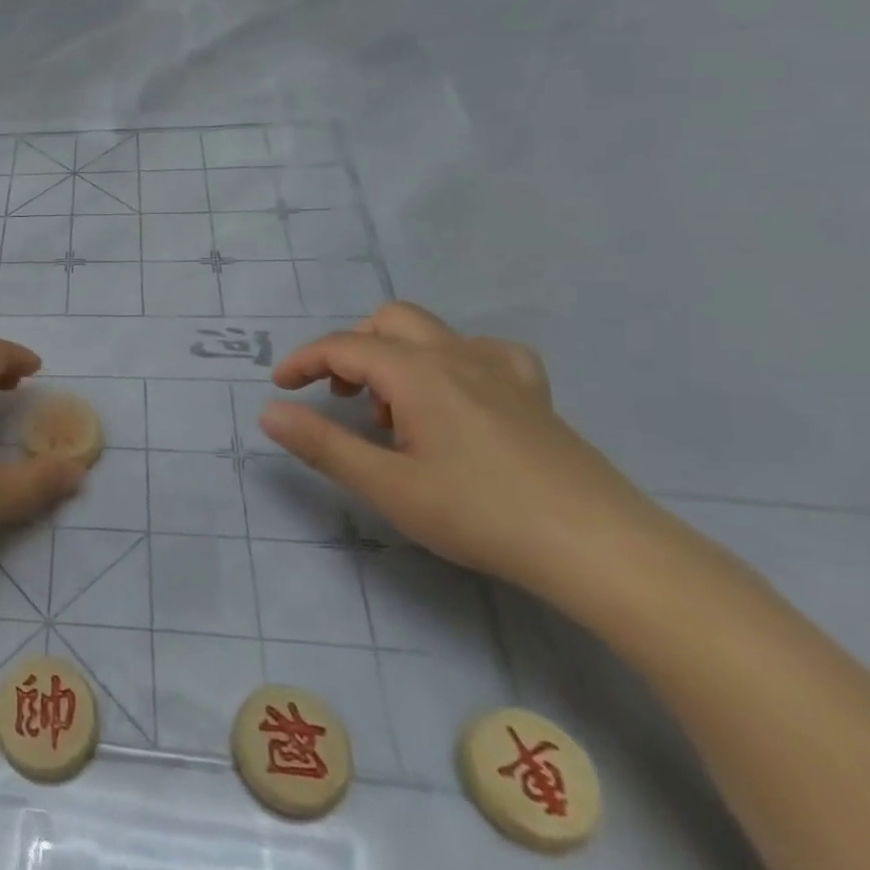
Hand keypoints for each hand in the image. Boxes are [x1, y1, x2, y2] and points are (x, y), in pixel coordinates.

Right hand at [261, 302, 666, 601]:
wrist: (600, 548)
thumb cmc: (481, 514)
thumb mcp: (387, 485)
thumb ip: (323, 444)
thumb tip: (269, 411)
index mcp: (416, 372)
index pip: (343, 347)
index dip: (303, 361)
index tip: (280, 387)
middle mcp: (456, 355)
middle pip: (388, 321)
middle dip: (351, 348)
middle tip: (338, 396)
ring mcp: (501, 370)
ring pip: (433, 333)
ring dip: (397, 356)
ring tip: (394, 412)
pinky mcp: (534, 393)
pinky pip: (484, 353)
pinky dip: (453, 362)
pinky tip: (457, 398)